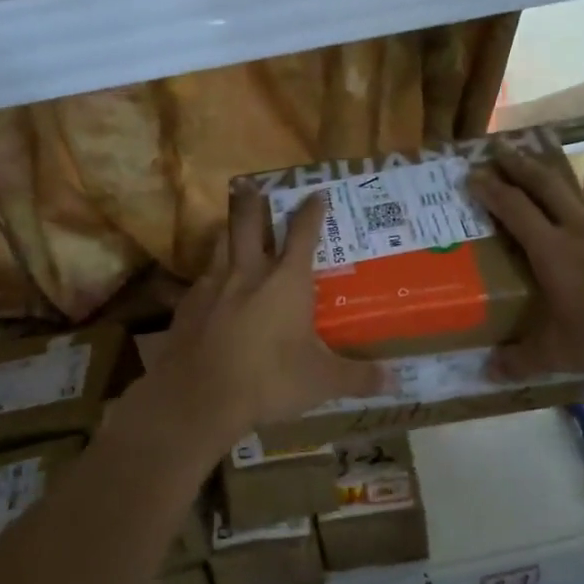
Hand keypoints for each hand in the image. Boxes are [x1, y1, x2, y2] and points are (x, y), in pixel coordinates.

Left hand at [158, 191, 385, 438]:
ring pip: (219, 245)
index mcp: (286, 282)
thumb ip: (358, 377)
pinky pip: (200, 282)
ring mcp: (212, 287)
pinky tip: (210, 292)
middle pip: (247, 223)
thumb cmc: (269, 380)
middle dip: (252, 201)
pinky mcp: (187, 306)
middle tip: (251, 184)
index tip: (315, 194)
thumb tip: (396, 380)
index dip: (311, 212)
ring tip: (230, 229)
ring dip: (227, 232)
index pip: (303, 234)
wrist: (199, 398)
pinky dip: (209, 279)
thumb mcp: (322, 382)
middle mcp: (248, 273)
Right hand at [469, 145, 583, 380]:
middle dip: (519, 164)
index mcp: (553, 250)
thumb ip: (522, 361)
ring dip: (566, 193)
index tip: (473, 174)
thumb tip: (488, 371)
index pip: (513, 208)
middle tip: (501, 148)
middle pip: (545, 184)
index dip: (490, 188)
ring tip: (561, 203)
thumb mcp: (562, 355)